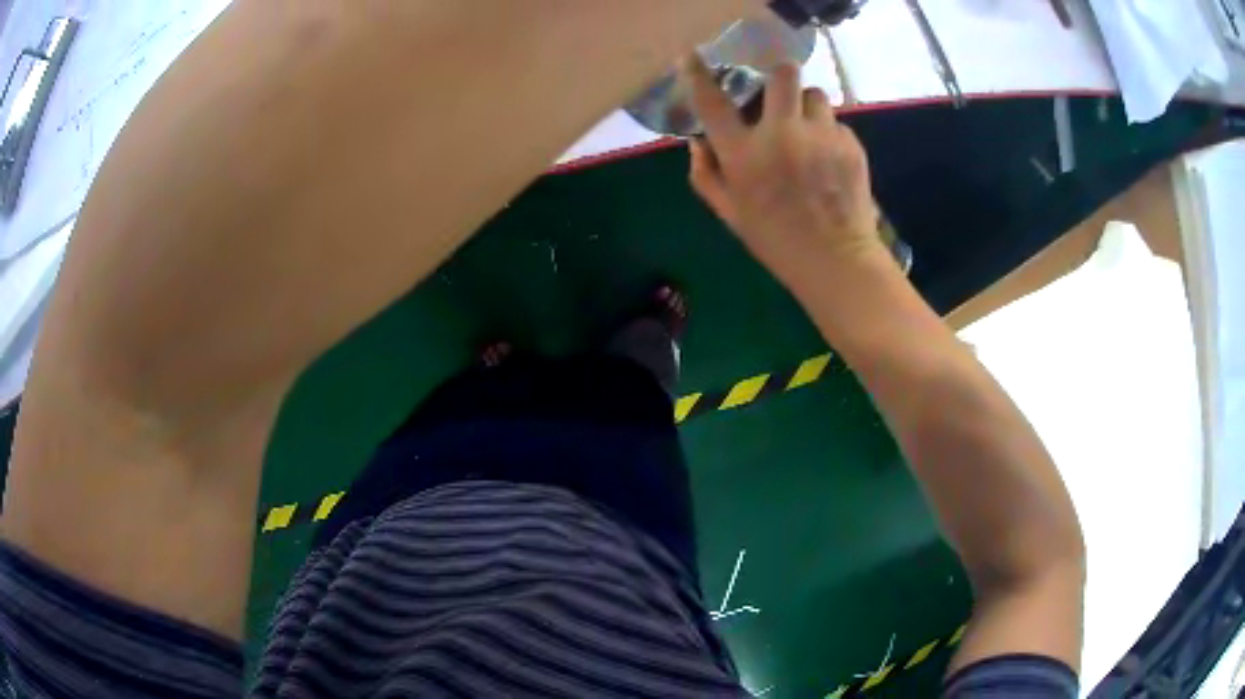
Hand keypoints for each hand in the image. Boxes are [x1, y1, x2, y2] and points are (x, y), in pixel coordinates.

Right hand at [684, 56, 885, 289]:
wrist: (835, 260)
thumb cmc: (775, 240)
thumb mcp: (729, 213)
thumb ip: (706, 174)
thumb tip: (698, 142)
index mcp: (744, 153)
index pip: (713, 101)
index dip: (698, 75)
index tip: (693, 58)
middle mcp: (781, 133)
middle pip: (782, 74)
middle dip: (778, 77)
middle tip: (779, 95)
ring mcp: (820, 136)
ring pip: (814, 94)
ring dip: (806, 106)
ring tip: (807, 130)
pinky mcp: (849, 144)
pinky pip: (836, 122)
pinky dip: (828, 133)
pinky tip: (828, 159)